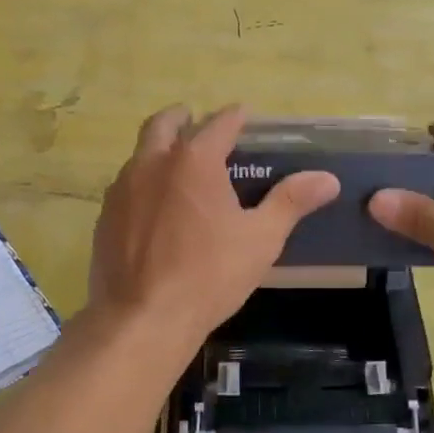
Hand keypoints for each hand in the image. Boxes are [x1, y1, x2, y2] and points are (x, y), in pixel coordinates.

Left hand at [88, 105, 339, 349]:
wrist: (143, 318)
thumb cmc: (209, 275)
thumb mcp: (260, 239)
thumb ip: (291, 202)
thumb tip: (328, 179)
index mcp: (194, 161)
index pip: (218, 124)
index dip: (234, 116)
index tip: (242, 114)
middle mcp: (152, 164)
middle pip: (163, 124)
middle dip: (182, 117)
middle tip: (196, 121)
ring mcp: (122, 189)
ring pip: (139, 154)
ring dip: (158, 149)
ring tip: (176, 164)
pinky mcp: (105, 216)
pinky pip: (125, 185)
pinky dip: (142, 182)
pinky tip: (153, 205)